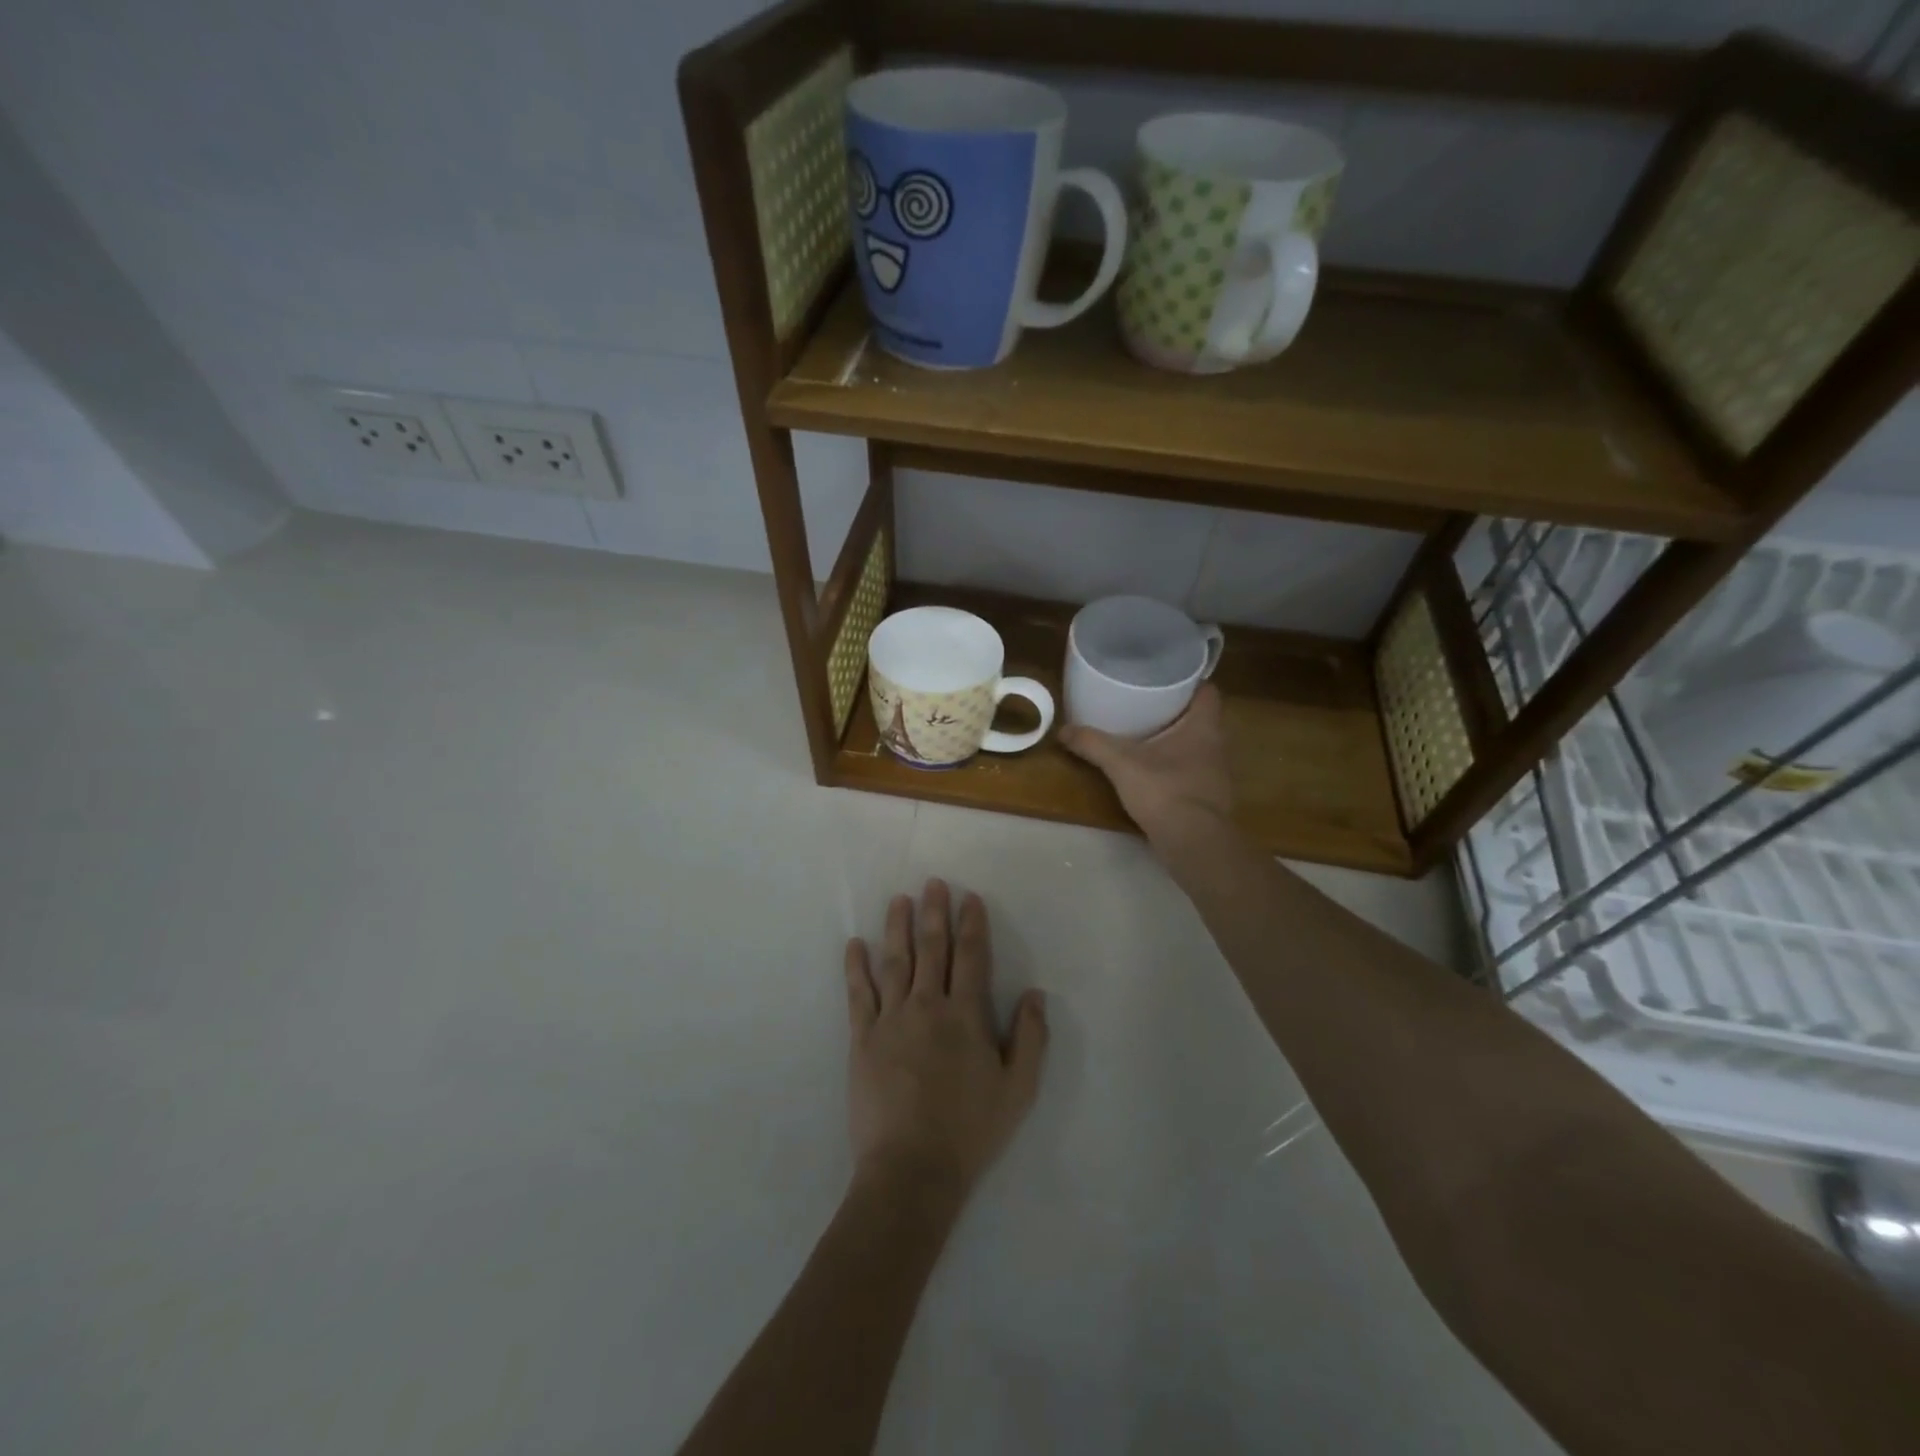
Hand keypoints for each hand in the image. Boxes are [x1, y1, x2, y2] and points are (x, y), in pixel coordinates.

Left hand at [844, 881, 1047, 1202]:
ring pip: (894, 961)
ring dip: (897, 928)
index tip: (970, 898)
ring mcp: (891, 1019)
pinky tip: (854, 944)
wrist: (911, 1168)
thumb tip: (1035, 993)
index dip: (972, 924)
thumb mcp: (1018, 1090)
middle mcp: (928, 1006)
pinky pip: (858, 994)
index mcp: (966, 1015)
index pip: (971, 957)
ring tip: (899, 900)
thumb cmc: (970, 1130)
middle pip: (932, 949)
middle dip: (934, 913)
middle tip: (933, 883)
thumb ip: (1030, 1038)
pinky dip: (855, 967)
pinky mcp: (862, 1038)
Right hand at [1060, 683, 1233, 844]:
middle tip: (1147, 703)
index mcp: (1204, 726)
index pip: (1208, 691)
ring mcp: (1217, 774)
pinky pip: (1194, 771)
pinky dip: (1178, 767)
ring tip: (1148, 734)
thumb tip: (1062, 730)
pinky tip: (1155, 771)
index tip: (1166, 678)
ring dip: (1177, 740)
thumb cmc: (1165, 790)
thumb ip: (1093, 744)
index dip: (1190, 681)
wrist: (1194, 843)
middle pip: (1201, 717)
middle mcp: (1217, 745)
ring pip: (1199, 746)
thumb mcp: (1121, 763)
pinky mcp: (1210, 797)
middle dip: (1177, 710)